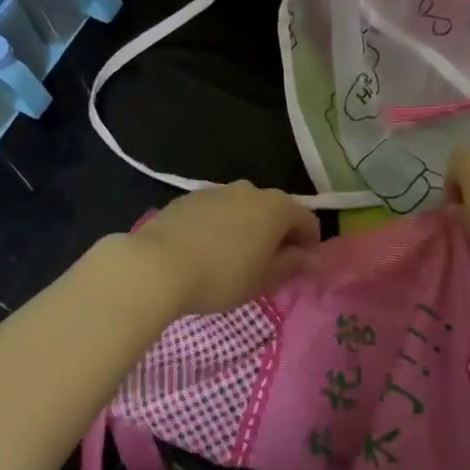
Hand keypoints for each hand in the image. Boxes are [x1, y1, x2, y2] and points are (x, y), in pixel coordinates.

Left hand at [125, 181, 321, 316]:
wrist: (156, 265)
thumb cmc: (221, 276)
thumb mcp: (264, 278)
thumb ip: (292, 265)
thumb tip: (313, 258)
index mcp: (276, 207)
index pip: (307, 220)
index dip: (309, 245)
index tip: (299, 269)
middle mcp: (250, 190)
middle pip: (275, 211)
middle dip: (277, 236)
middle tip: (267, 267)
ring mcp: (217, 191)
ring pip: (244, 209)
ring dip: (247, 230)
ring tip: (234, 260)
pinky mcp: (188, 198)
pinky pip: (216, 212)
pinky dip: (220, 227)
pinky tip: (206, 252)